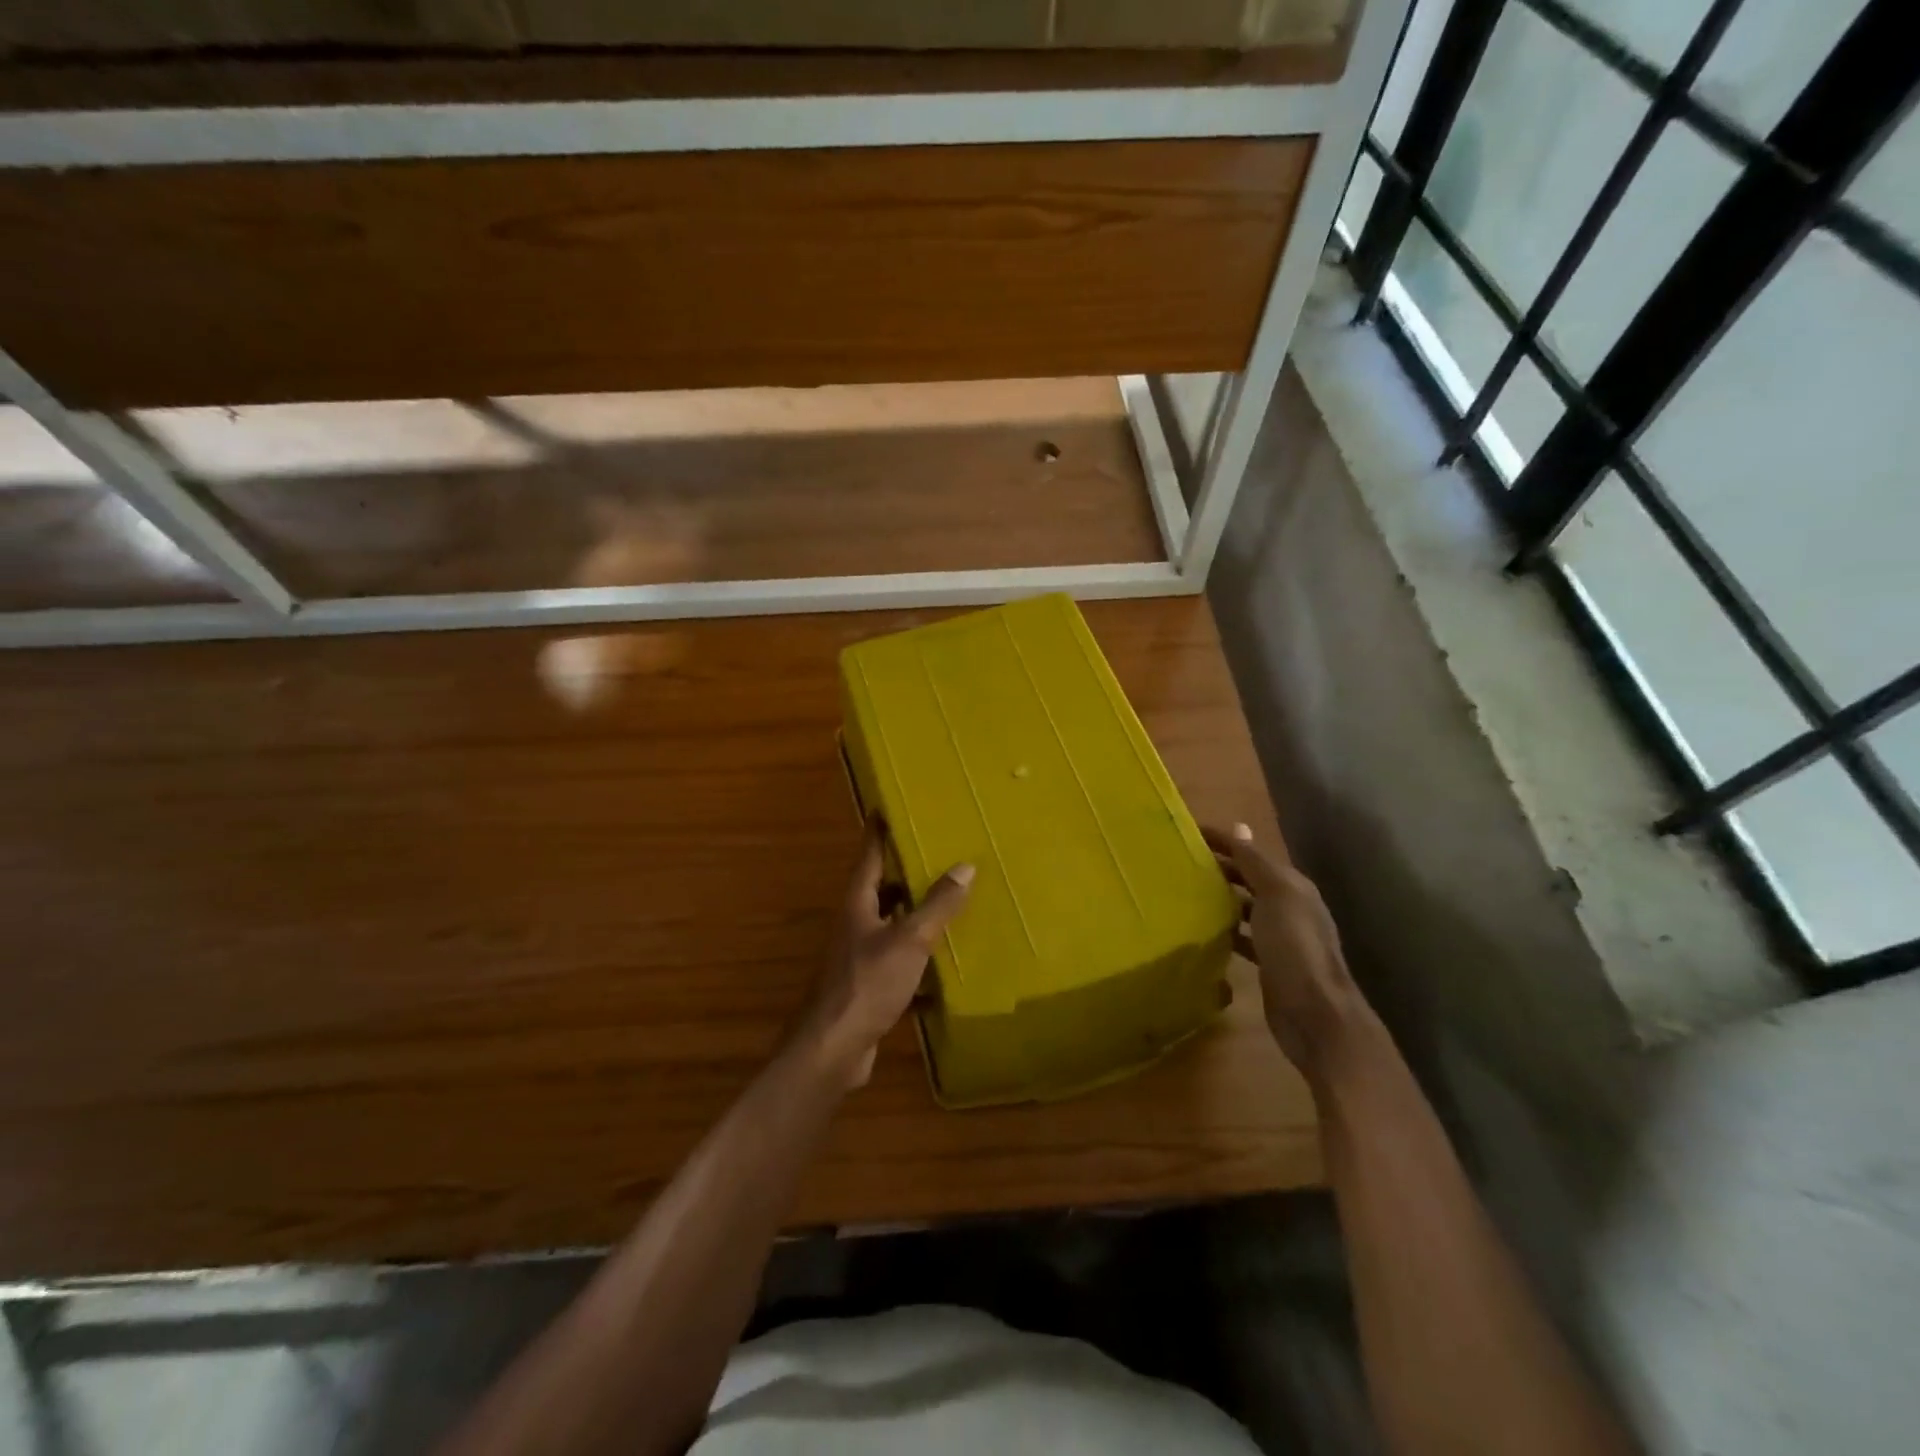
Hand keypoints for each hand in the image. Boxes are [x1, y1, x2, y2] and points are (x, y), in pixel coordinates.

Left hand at [793, 817, 974, 1089]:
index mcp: (858, 903)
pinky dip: (920, 957)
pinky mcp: (870, 985)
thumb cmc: (867, 983)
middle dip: (908, 872)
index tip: (891, 807)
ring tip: (952, 900)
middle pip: (882, 888)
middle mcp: (856, 923)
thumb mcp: (909, 939)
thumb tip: (965, 865)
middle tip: (940, 853)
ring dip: (917, 914)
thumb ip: (937, 905)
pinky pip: (900, 960)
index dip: (880, 830)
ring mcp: (860, 956)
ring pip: (892, 924)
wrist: (833, 1049)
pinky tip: (947, 962)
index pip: (870, 855)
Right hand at [1206, 823, 1370, 1082]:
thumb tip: (1240, 827)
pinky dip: (1226, 930)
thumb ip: (1255, 863)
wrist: (1315, 1014)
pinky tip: (1205, 932)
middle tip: (1180, 862)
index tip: (1188, 833)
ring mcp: (1281, 937)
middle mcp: (1290, 907)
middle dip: (1220, 867)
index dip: (1223, 841)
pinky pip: (1244, 936)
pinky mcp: (1270, 963)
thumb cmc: (1294, 948)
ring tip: (1185, 893)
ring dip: (1221, 898)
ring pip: (1246, 907)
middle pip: (1249, 878)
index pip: (1251, 853)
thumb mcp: (1276, 896)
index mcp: (1292, 886)